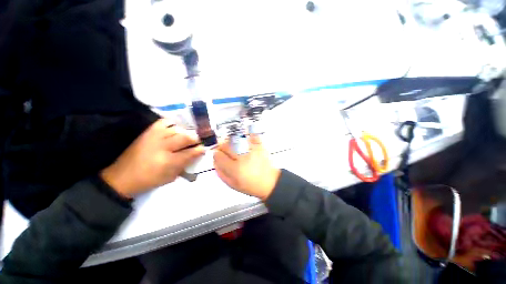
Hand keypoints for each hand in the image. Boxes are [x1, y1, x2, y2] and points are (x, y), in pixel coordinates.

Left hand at [101, 119, 204, 197]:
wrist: (123, 177)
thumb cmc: (149, 180)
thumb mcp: (170, 177)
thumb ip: (185, 164)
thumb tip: (197, 153)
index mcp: (168, 161)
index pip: (190, 152)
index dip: (200, 149)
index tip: (205, 147)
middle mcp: (162, 146)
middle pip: (186, 137)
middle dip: (196, 138)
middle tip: (199, 140)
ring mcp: (154, 137)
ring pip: (177, 129)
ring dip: (186, 132)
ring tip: (189, 135)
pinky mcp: (148, 132)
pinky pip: (164, 122)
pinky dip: (172, 124)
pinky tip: (176, 128)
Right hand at [213, 135, 280, 200]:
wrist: (269, 182)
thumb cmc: (251, 185)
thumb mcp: (232, 184)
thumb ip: (221, 172)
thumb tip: (215, 161)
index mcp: (234, 169)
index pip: (218, 156)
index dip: (216, 155)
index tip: (218, 156)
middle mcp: (242, 157)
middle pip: (225, 145)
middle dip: (221, 147)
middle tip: (225, 151)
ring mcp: (251, 150)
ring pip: (235, 139)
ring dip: (231, 142)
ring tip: (234, 148)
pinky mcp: (259, 146)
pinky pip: (251, 136)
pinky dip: (247, 136)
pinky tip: (245, 140)